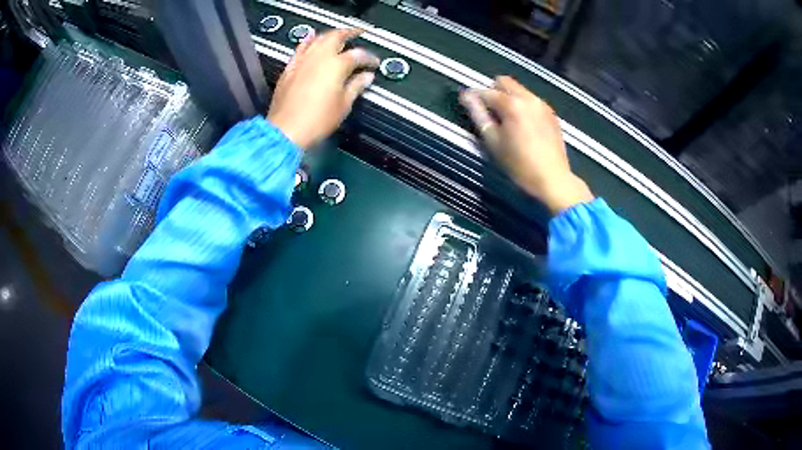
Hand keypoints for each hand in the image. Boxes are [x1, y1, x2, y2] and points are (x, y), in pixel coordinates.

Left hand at [268, 28, 379, 148]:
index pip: (358, 55)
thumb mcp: (343, 105)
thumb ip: (356, 86)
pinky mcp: (290, 68)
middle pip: (336, 36)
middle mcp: (319, 57)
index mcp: (337, 65)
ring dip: (330, 34)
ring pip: (317, 39)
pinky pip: (300, 48)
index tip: (374, 63)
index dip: (369, 58)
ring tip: (337, 34)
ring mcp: (302, 61)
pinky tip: (310, 38)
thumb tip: (366, 77)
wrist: (287, 130)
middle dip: (349, 33)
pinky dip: (308, 41)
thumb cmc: (317, 120)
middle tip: (358, 32)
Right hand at [460, 76, 593, 214]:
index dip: (474, 98)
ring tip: (507, 121)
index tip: (469, 105)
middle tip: (490, 112)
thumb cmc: (519, 165)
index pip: (486, 92)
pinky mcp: (551, 114)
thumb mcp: (493, 142)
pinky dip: (524, 106)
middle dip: (494, 91)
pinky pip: (532, 101)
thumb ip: (478, 115)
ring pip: (520, 90)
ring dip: (510, 97)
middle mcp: (528, 98)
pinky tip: (524, 126)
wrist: (553, 179)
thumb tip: (466, 97)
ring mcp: (542, 105)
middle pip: (505, 82)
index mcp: (512, 104)